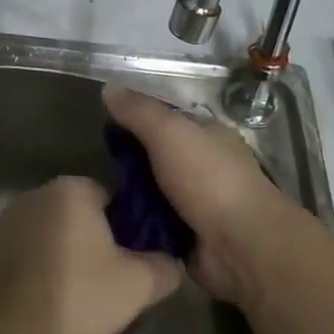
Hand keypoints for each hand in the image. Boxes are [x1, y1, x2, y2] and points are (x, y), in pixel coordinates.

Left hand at [0, 176, 181, 333]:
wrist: (4, 330)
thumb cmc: (76, 296)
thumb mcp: (136, 286)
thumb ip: (163, 267)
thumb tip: (171, 262)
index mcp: (72, 190)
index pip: (109, 198)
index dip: (122, 229)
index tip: (127, 260)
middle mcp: (35, 194)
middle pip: (74, 215)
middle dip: (88, 242)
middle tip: (101, 282)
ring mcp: (3, 220)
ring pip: (44, 234)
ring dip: (56, 255)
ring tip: (68, 298)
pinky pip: (17, 254)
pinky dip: (29, 270)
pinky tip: (37, 302)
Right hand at [103, 84, 305, 308]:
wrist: (241, 246)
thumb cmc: (209, 179)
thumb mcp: (170, 133)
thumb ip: (140, 111)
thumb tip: (109, 88)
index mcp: (208, 136)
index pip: (165, 121)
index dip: (135, 120)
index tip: (101, 128)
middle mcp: (204, 167)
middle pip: (155, 159)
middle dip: (127, 164)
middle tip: (92, 168)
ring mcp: (196, 204)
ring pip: (151, 194)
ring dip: (128, 198)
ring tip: (92, 199)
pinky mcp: (187, 237)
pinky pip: (152, 226)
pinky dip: (135, 226)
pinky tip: (108, 224)